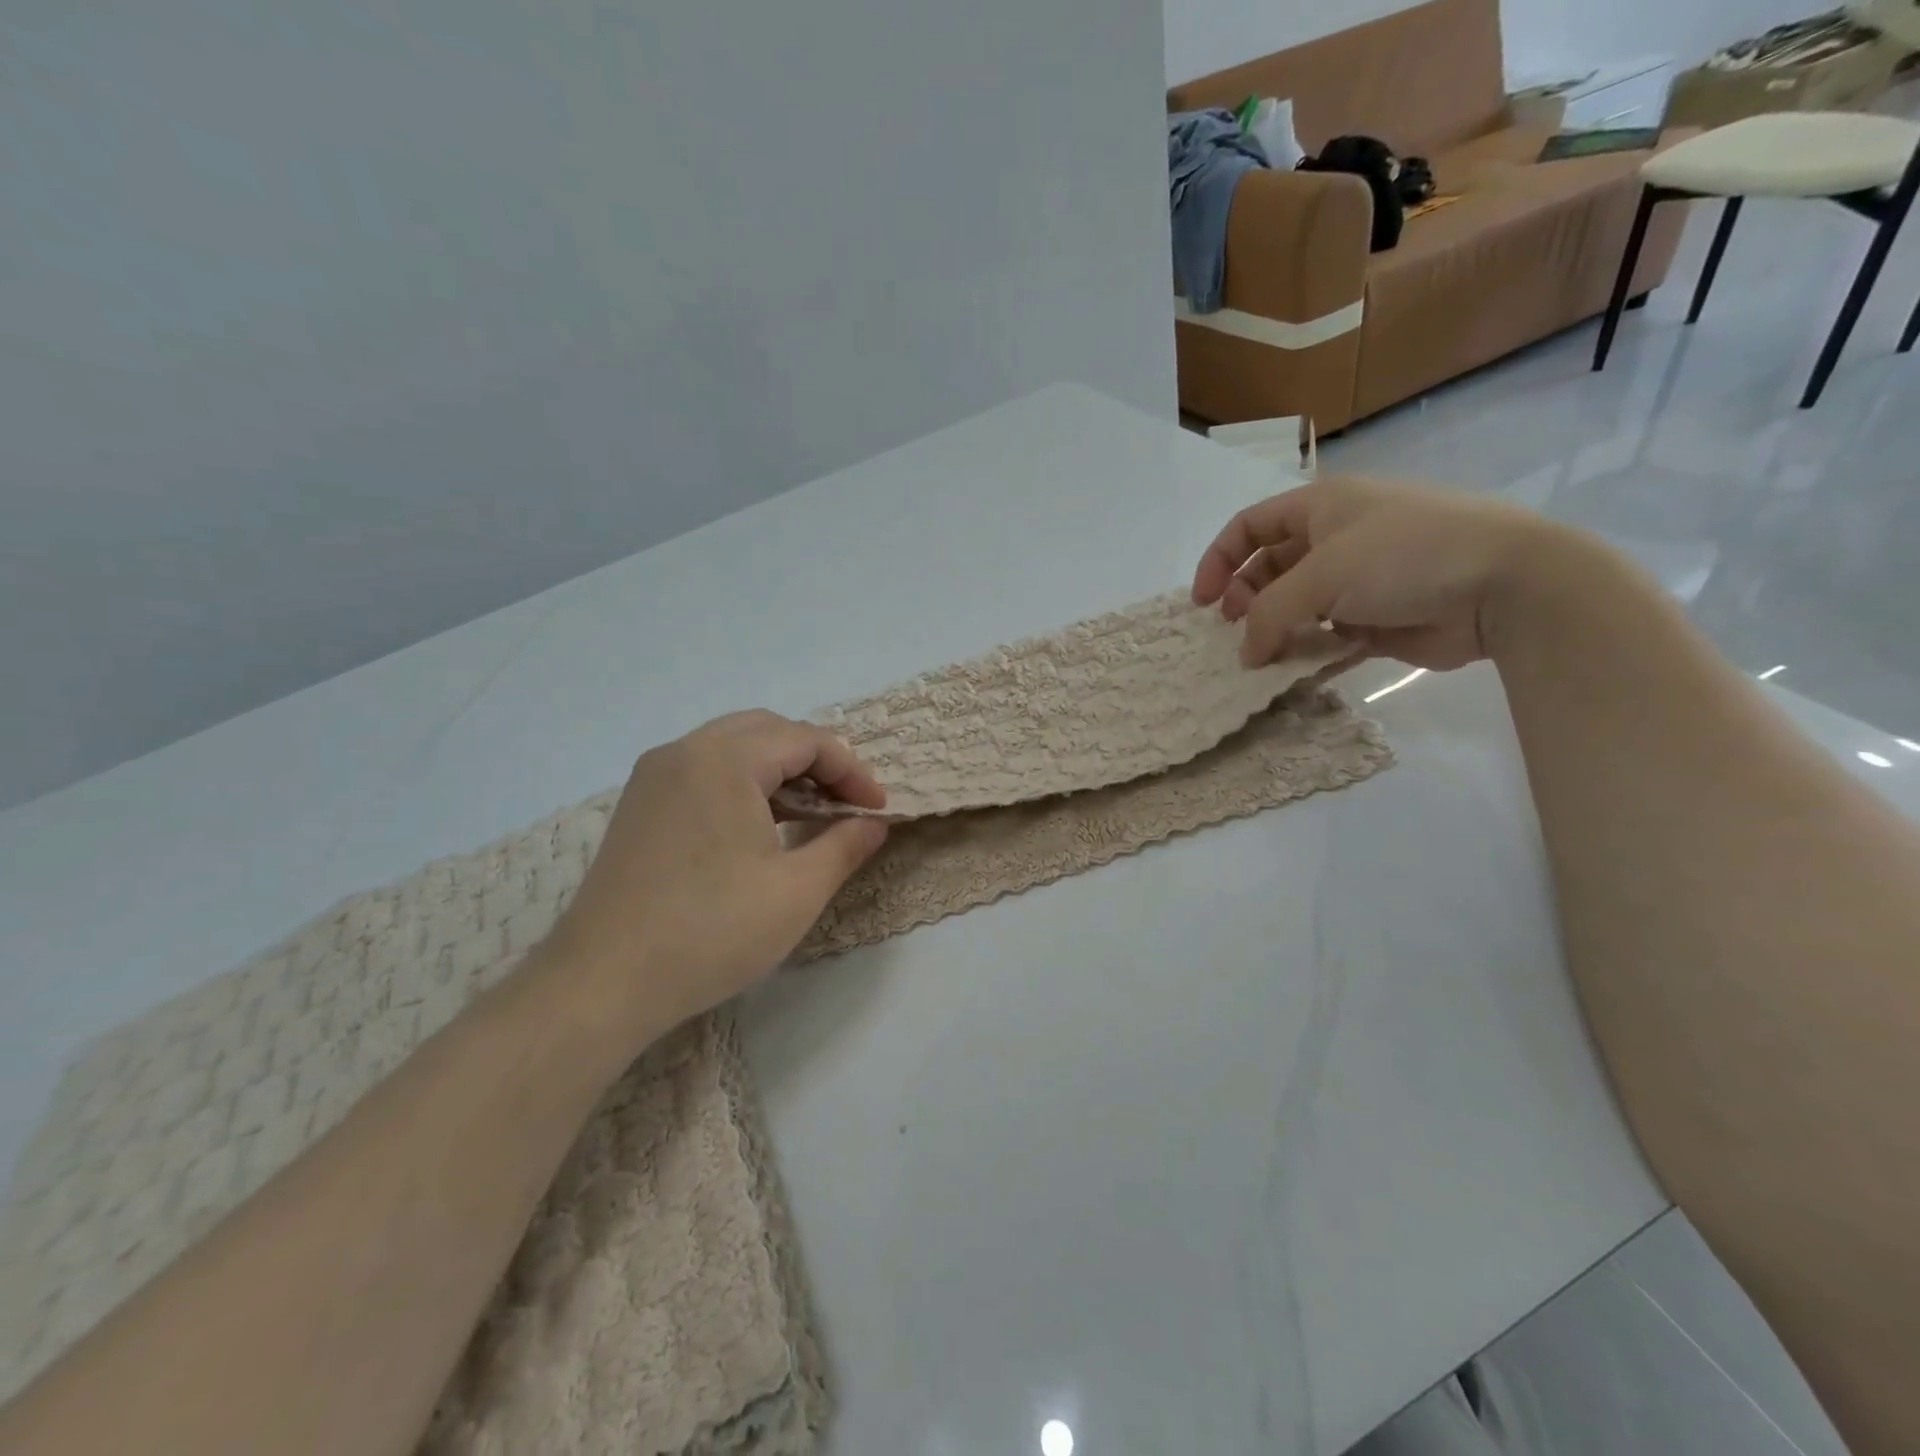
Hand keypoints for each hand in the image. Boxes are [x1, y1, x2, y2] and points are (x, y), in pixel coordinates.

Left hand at [542, 711, 887, 1040]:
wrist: (603, 983)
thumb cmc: (711, 932)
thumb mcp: (798, 892)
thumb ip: (845, 846)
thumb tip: (874, 822)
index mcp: (725, 760)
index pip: (807, 740)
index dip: (852, 771)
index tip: (877, 809)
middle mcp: (685, 751)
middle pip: (769, 731)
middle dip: (817, 761)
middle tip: (846, 804)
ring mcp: (655, 775)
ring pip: (734, 747)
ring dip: (780, 769)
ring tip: (811, 813)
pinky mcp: (640, 803)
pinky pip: (705, 769)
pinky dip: (744, 782)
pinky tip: (761, 824)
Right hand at [1192, 476, 1551, 670]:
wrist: (1503, 585)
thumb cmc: (1404, 556)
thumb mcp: (1322, 575)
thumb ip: (1270, 614)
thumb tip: (1246, 655)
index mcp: (1322, 507)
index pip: (1250, 525)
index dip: (1219, 560)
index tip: (1202, 603)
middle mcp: (1336, 539)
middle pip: (1268, 568)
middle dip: (1245, 600)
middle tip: (1236, 632)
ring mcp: (1358, 580)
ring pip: (1296, 606)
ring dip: (1274, 631)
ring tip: (1261, 658)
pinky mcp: (1377, 619)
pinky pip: (1325, 636)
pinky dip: (1305, 652)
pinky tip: (1293, 671)